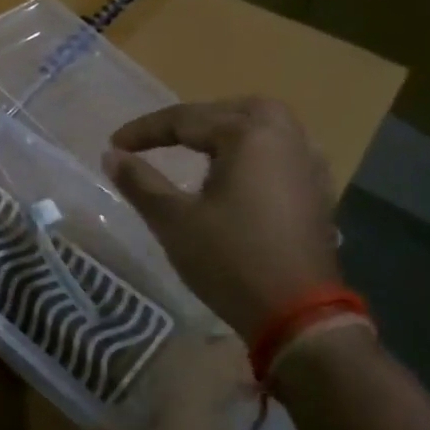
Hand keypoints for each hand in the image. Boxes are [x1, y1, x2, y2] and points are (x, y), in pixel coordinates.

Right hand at [105, 98, 338, 344]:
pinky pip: (280, 151)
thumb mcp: (174, 220)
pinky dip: (252, 151)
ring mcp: (308, 164)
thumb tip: (111, 155)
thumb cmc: (231, 261)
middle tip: (158, 138)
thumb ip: (140, 181)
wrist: (300, 318)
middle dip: (192, 119)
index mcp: (249, 135)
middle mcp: (286, 138)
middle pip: (232, 111)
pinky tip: (237, 172)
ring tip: (195, 147)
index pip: (185, 120)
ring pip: (263, 127)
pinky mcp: (318, 191)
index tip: (114, 144)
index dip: (145, 131)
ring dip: (226, 130)